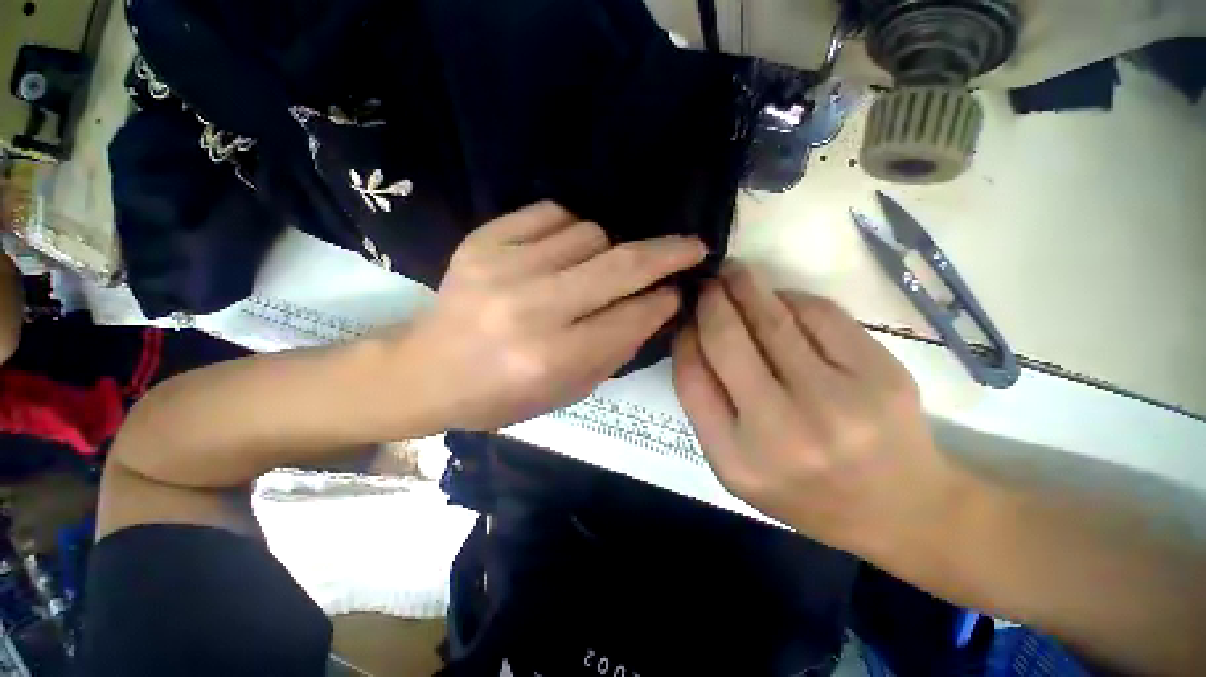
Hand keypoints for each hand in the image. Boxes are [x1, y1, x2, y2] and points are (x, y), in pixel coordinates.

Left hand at [408, 201, 706, 430]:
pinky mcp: (481, 241)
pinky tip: (564, 250)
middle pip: (619, 266)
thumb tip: (656, 307)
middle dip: (666, 254)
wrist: (426, 371)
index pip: (630, 318)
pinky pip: (550, 213)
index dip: (663, 303)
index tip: (679, 292)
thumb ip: (616, 350)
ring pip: (589, 234)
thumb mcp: (567, 391)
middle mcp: (532, 308)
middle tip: (692, 246)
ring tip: (596, 269)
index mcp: (552, 357)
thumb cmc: (501, 395)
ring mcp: (503, 267)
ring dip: (607, 250)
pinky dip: (570, 228)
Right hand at [672, 262, 959, 557]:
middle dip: (711, 300)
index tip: (686, 319)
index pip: (692, 378)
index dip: (684, 338)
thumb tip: (694, 334)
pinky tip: (782, 300)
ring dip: (747, 288)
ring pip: (774, 320)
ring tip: (735, 274)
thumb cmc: (803, 489)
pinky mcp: (881, 374)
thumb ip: (707, 404)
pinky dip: (793, 299)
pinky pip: (821, 315)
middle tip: (707, 281)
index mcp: (737, 458)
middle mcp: (783, 431)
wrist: (899, 508)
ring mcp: (837, 401)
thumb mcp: (735, 463)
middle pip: (728, 340)